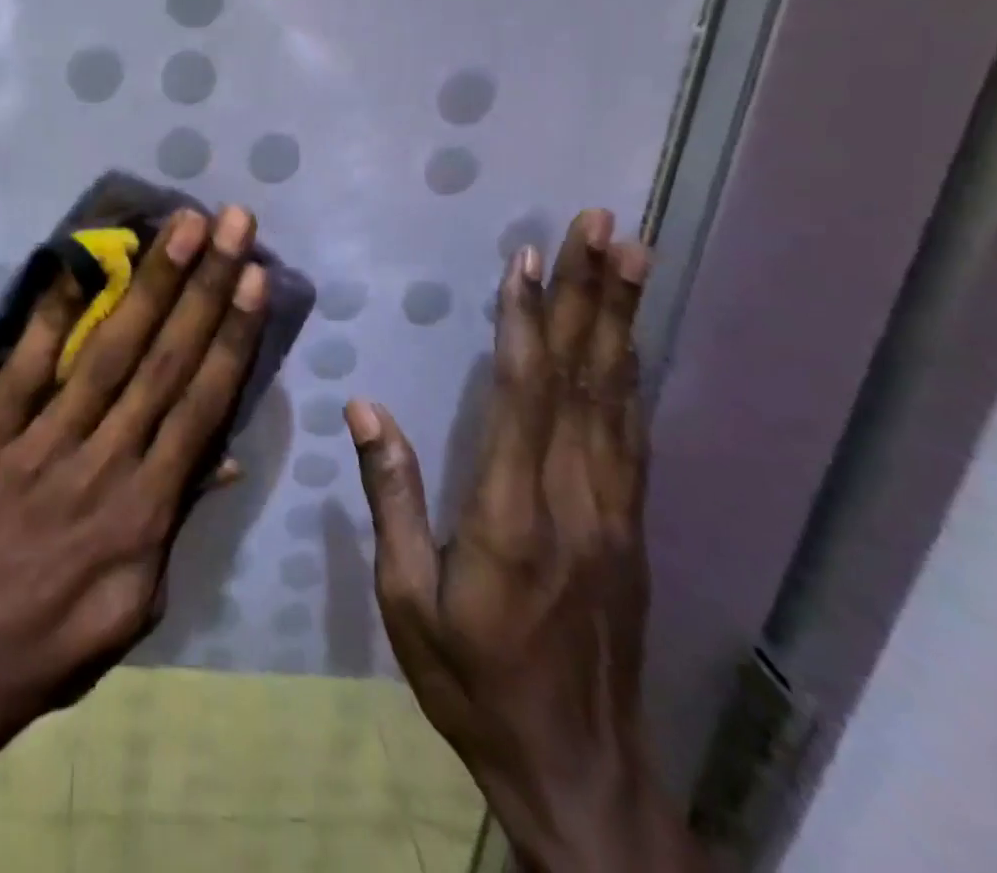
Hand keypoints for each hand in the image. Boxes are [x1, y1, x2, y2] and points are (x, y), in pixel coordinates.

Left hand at [0, 204, 268, 728]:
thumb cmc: (58, 636)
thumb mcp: (142, 600)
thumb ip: (181, 518)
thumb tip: (227, 455)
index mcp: (148, 506)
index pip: (203, 402)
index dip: (232, 335)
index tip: (256, 278)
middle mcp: (105, 460)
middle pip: (165, 360)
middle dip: (204, 286)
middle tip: (230, 223)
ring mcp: (44, 442)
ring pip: (108, 352)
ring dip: (148, 285)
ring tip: (179, 229)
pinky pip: (26, 366)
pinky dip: (52, 315)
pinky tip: (76, 265)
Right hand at [347, 210, 698, 872]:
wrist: (580, 771)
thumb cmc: (474, 683)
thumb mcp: (408, 601)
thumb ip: (393, 498)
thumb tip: (365, 408)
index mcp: (512, 516)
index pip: (523, 397)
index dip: (526, 323)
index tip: (527, 260)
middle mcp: (575, 500)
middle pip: (586, 379)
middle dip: (593, 295)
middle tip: (605, 226)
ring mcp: (614, 512)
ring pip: (618, 396)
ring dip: (622, 319)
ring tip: (631, 255)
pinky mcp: (629, 526)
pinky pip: (631, 432)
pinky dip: (629, 372)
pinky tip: (627, 338)